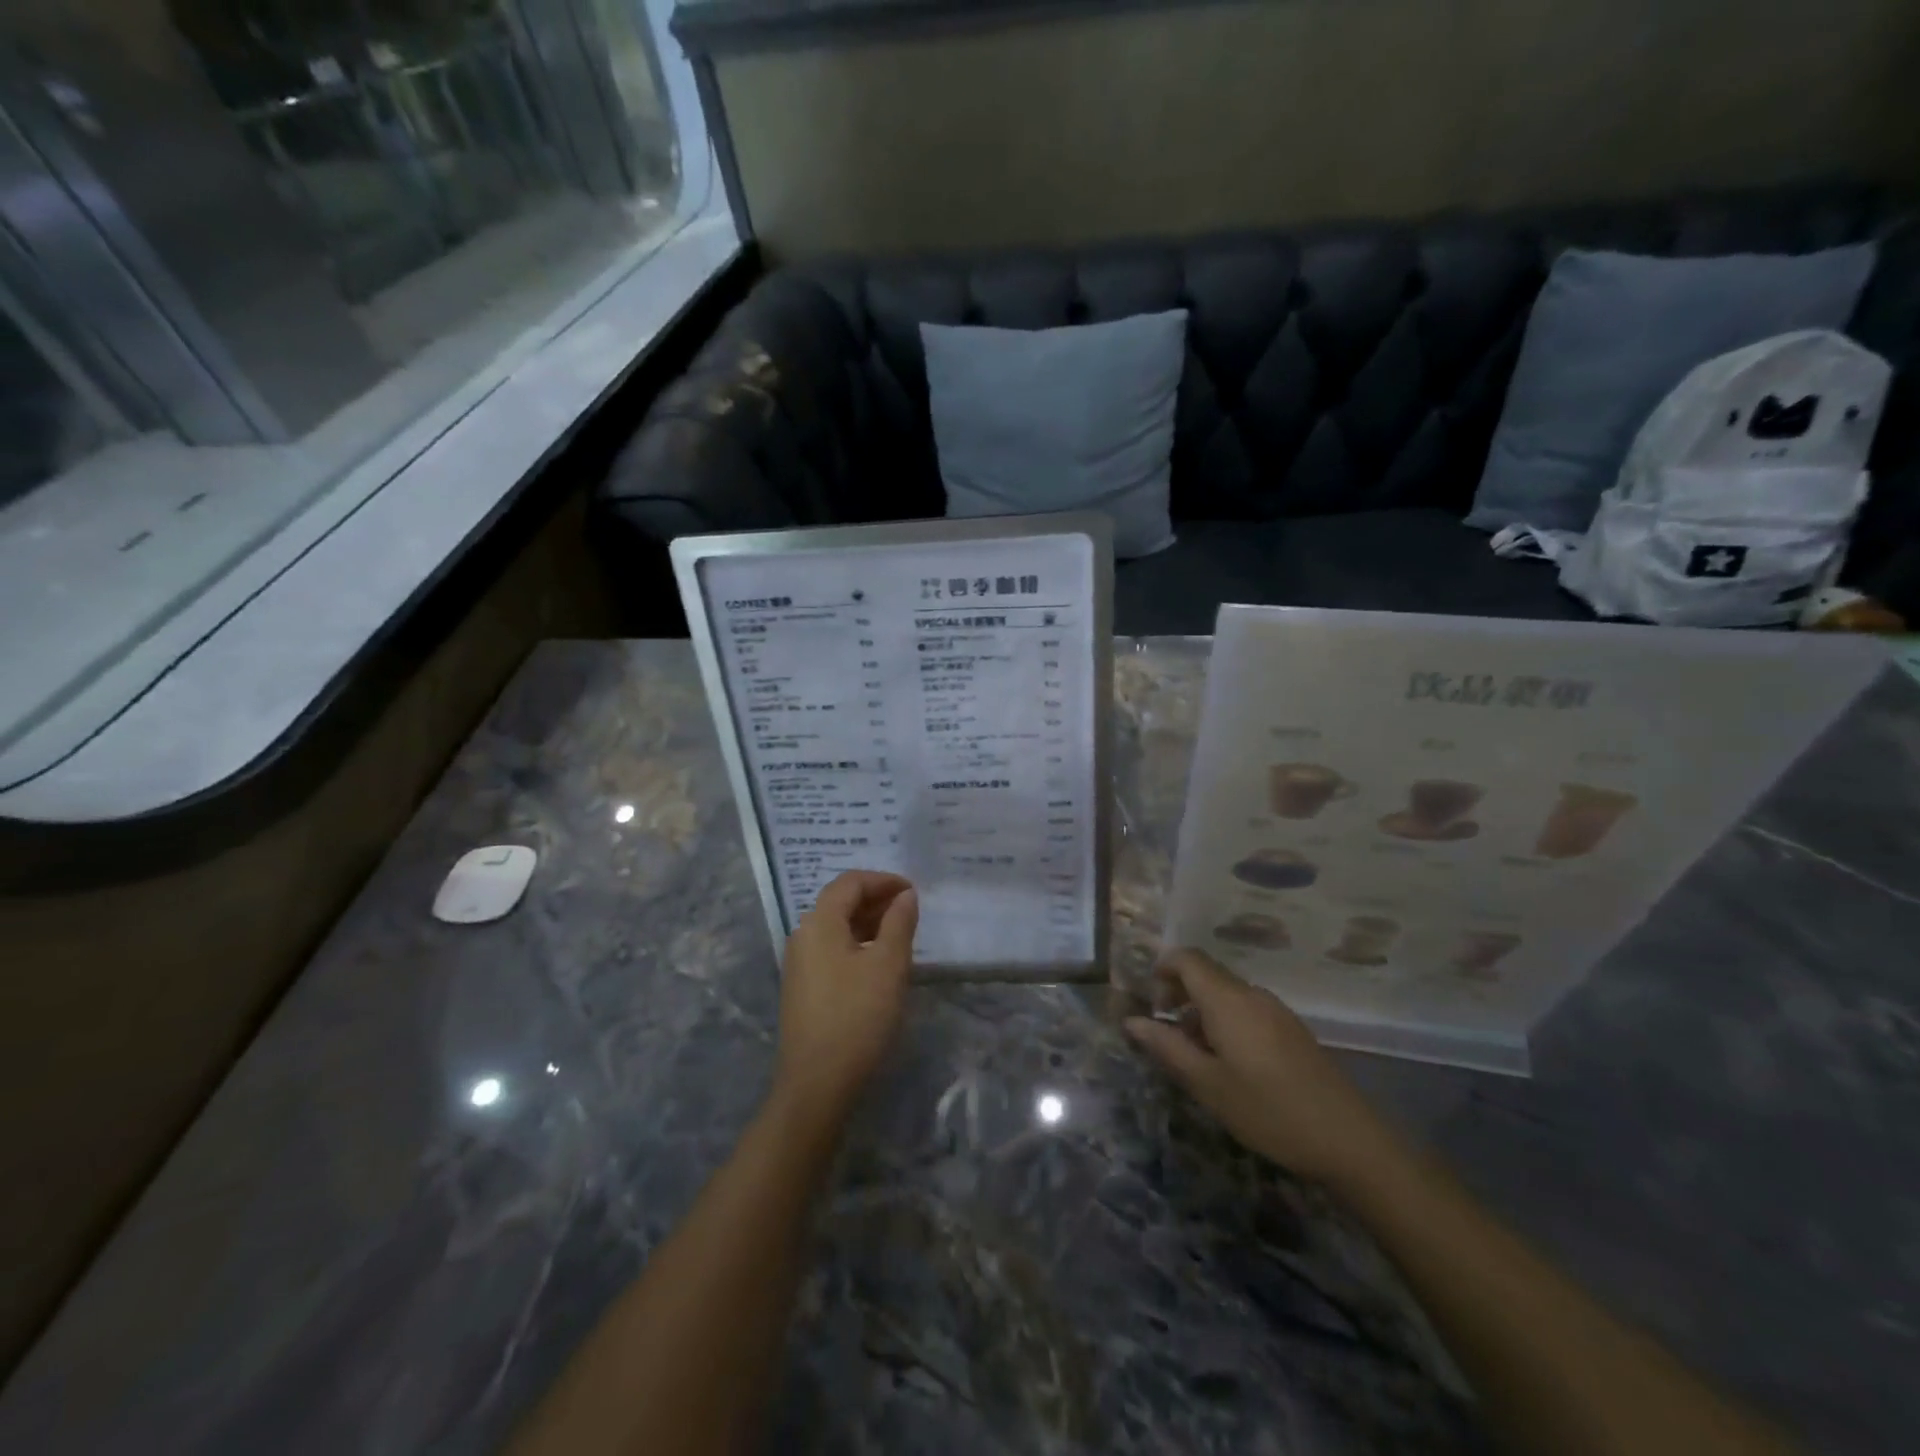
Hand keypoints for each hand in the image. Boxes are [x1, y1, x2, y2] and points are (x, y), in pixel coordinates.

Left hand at [772, 871, 918, 1125]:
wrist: (816, 1083)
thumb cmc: (857, 1016)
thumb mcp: (889, 965)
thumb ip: (899, 922)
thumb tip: (905, 895)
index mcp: (820, 922)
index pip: (850, 882)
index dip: (883, 880)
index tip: (913, 891)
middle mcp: (803, 935)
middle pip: (840, 901)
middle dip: (876, 899)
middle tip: (910, 910)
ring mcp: (799, 963)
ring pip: (836, 927)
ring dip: (868, 922)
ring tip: (900, 933)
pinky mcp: (803, 987)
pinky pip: (832, 949)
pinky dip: (857, 943)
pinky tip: (879, 962)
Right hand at [1124, 949, 1402, 1188]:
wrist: (1349, 1141)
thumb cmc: (1268, 1111)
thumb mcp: (1207, 1084)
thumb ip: (1166, 1047)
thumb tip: (1131, 1021)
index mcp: (1227, 1000)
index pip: (1187, 958)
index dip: (1162, 971)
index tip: (1151, 1006)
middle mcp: (1252, 994)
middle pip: (1206, 974)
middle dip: (1179, 995)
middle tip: (1167, 1036)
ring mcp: (1276, 1010)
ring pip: (1227, 994)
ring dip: (1202, 1012)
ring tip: (1196, 1057)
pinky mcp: (1292, 1030)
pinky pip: (1247, 1010)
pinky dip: (1226, 1023)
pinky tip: (1231, 1066)